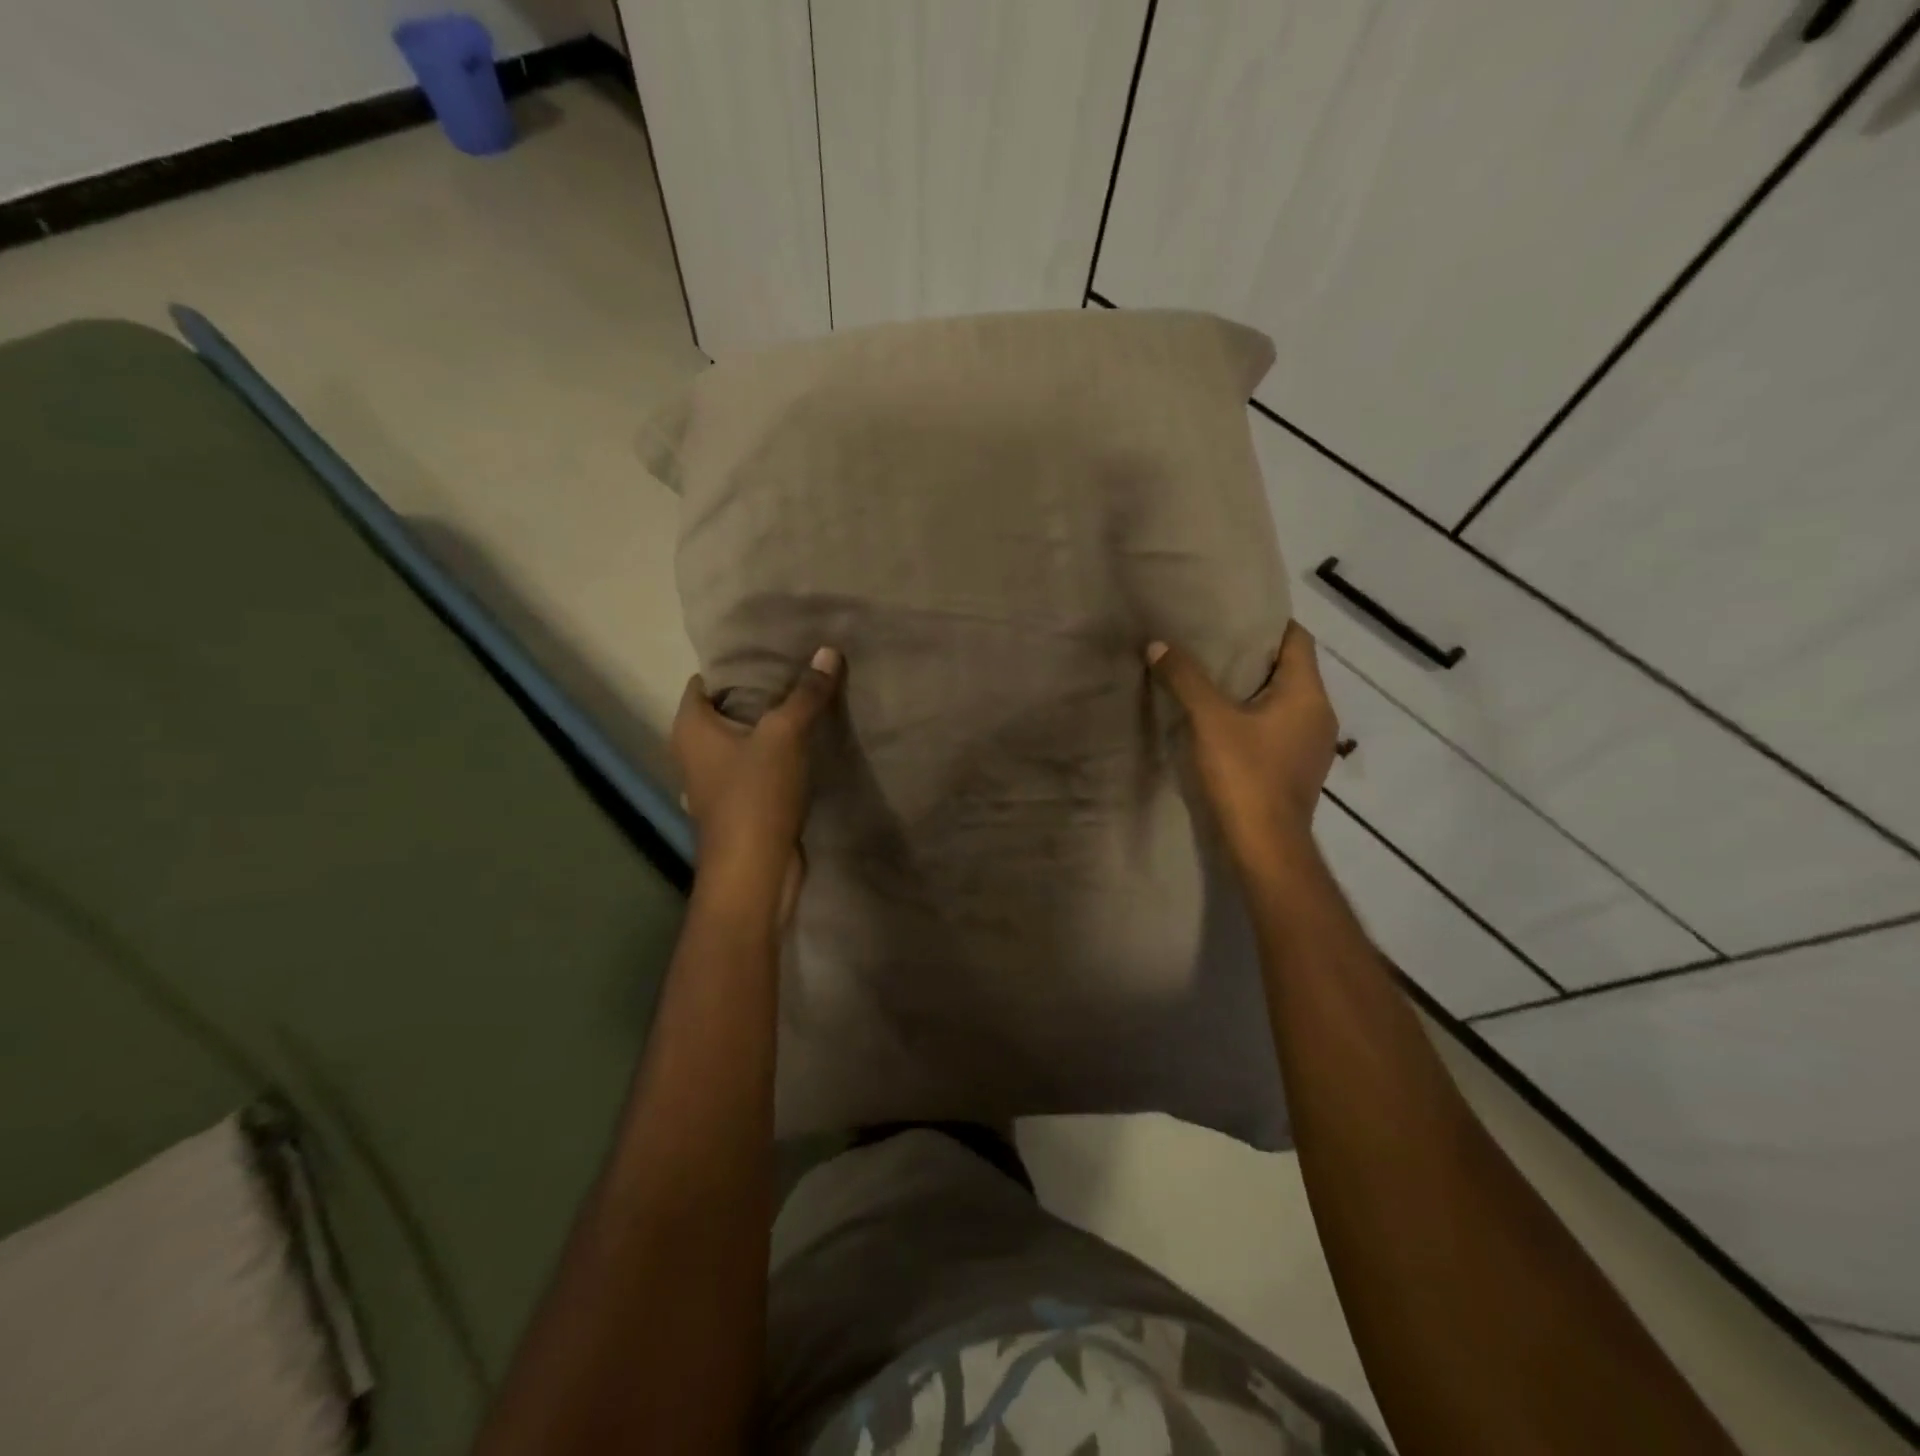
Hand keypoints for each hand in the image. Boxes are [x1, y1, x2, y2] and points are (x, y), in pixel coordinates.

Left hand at [671, 647, 842, 923]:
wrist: (755, 870)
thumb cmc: (756, 794)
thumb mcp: (785, 735)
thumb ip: (806, 694)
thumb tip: (827, 651)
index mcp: (690, 728)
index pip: (705, 681)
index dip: (735, 665)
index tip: (772, 652)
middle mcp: (694, 752)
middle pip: (726, 710)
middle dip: (759, 693)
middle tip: (799, 672)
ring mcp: (715, 782)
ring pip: (743, 741)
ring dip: (770, 727)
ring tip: (807, 705)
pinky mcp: (739, 805)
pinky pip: (756, 767)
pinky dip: (776, 756)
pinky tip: (806, 747)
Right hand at [1147, 623, 1338, 878]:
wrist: (1266, 846)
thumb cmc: (1245, 775)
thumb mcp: (1208, 721)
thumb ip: (1185, 679)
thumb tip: (1158, 644)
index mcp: (1307, 694)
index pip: (1297, 639)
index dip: (1268, 623)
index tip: (1233, 615)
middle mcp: (1319, 714)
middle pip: (1290, 669)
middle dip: (1253, 655)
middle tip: (1211, 643)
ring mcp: (1312, 745)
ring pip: (1283, 701)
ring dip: (1253, 689)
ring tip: (1212, 679)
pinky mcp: (1298, 769)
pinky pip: (1278, 728)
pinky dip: (1255, 717)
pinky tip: (1222, 724)